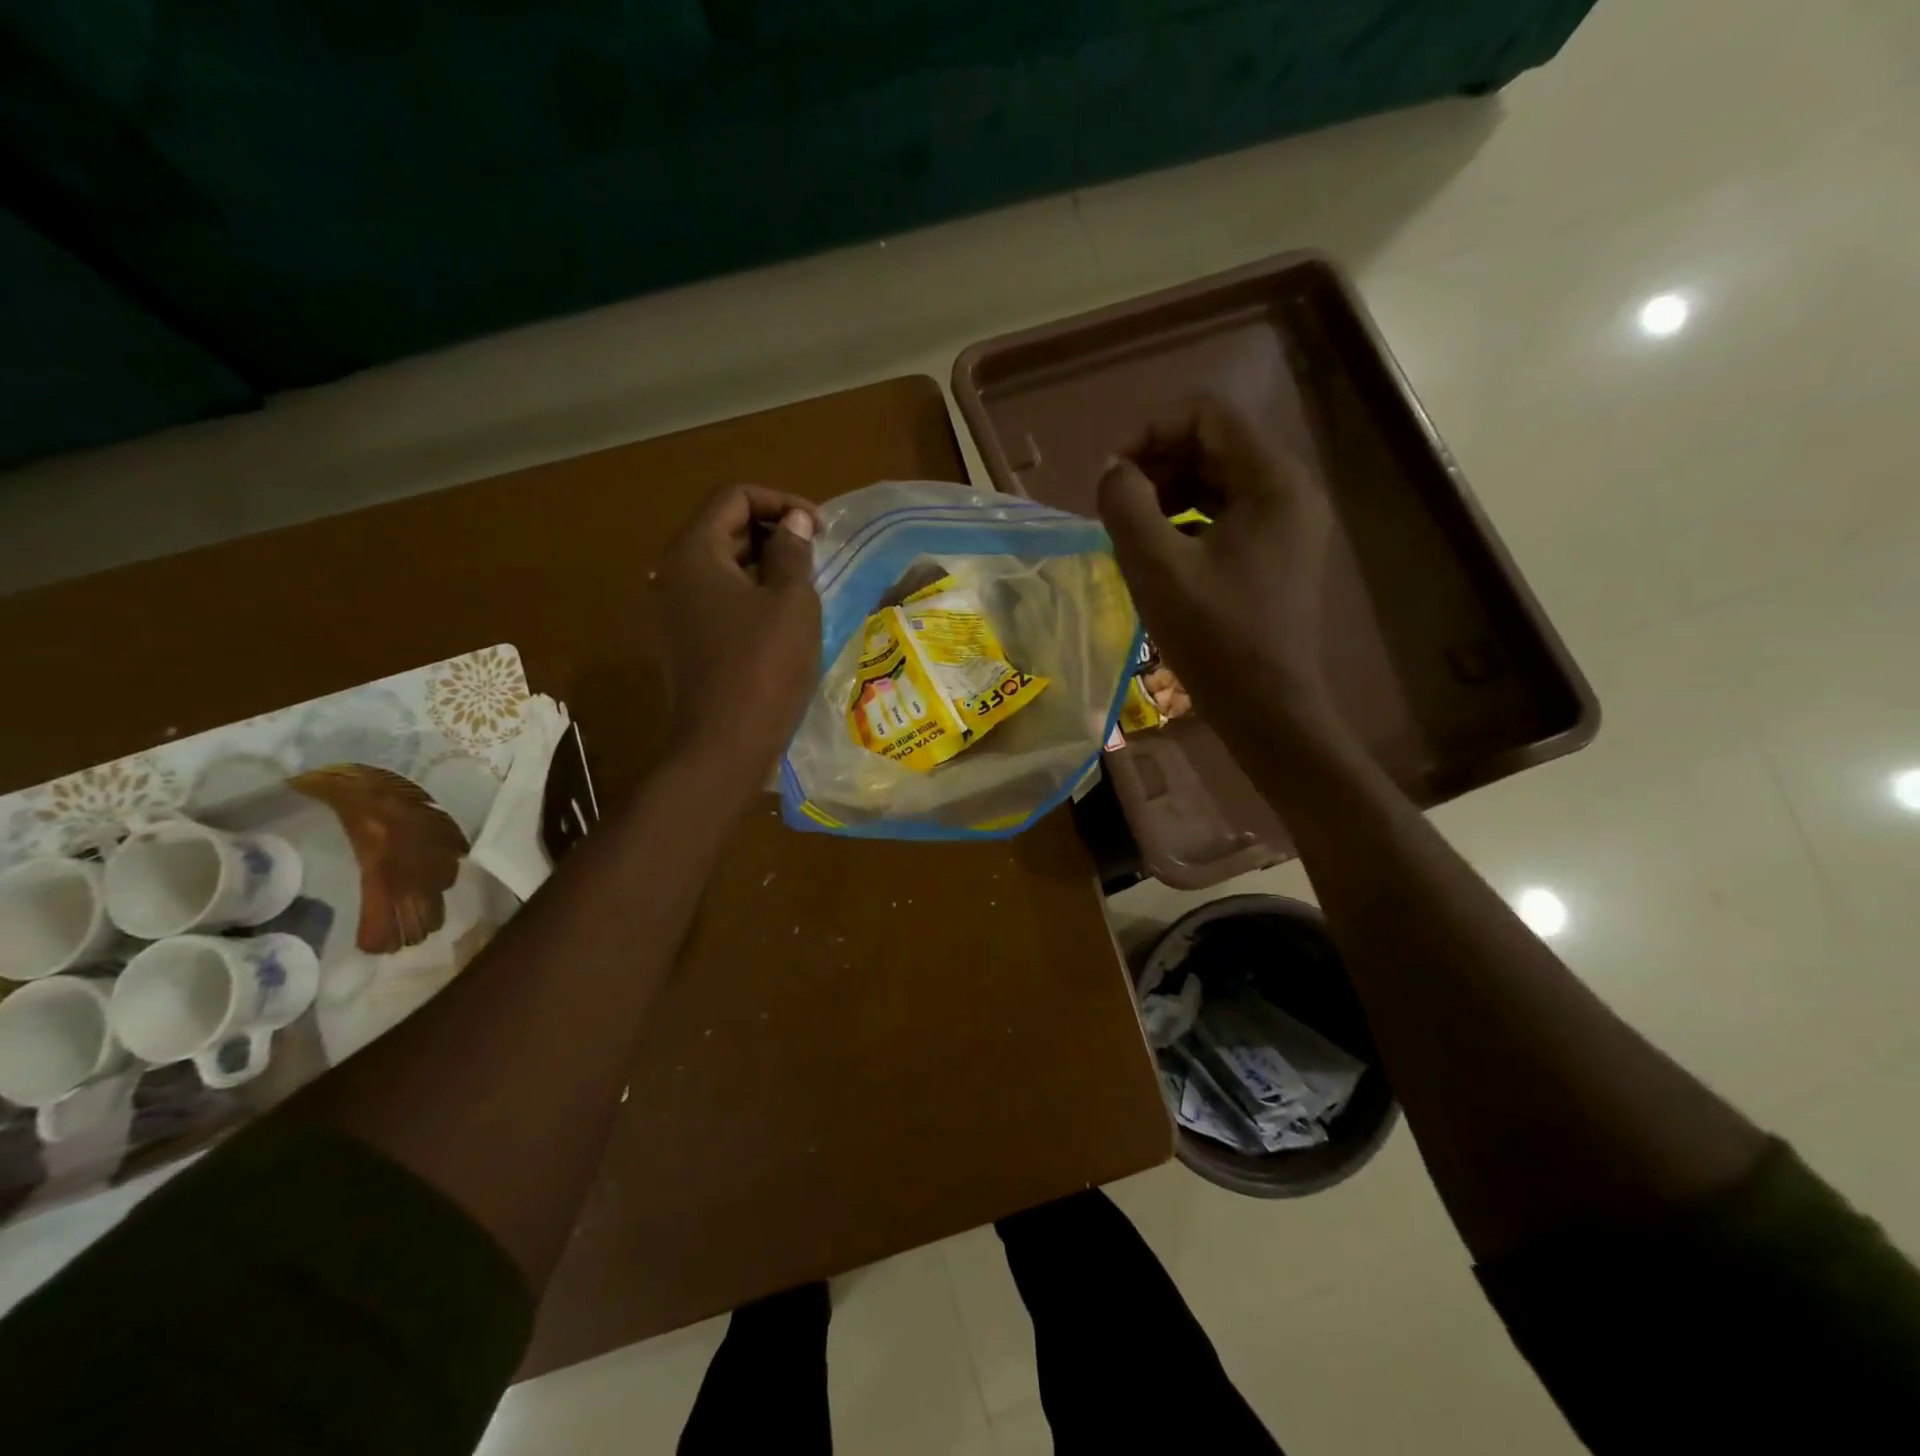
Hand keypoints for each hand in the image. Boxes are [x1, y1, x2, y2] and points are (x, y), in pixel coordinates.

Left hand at [654, 484, 820, 780]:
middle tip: (816, 554)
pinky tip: (782, 618)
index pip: (733, 497)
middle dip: (773, 531)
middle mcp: (673, 574)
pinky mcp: (684, 641)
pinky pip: (718, 599)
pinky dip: (751, 594)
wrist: (723, 746)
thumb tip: (794, 522)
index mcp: (693, 553)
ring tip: (806, 584)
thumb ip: (793, 552)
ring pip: (722, 566)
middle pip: (723, 528)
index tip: (819, 528)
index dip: (780, 501)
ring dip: (764, 565)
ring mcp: (674, 611)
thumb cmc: (763, 668)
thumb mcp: (791, 603)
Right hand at [1096, 397, 1337, 739]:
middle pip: (1214, 444)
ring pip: (1218, 479)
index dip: (1150, 431)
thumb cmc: (1214, 637)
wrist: (1267, 708)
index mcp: (1272, 480)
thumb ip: (1125, 505)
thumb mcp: (1156, 568)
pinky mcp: (1277, 553)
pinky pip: (1226, 514)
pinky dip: (1186, 519)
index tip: (1111, 475)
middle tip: (1115, 504)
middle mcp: (1289, 490)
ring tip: (1130, 528)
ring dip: (1167, 492)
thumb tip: (1111, 471)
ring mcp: (1287, 523)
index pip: (1207, 415)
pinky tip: (1158, 551)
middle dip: (1156, 463)